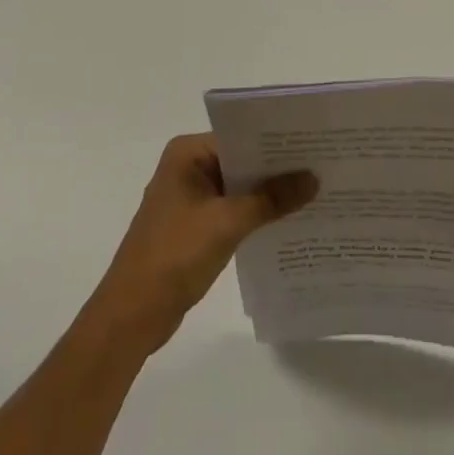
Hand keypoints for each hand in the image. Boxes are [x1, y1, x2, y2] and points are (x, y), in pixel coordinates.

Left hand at [86, 134, 316, 355]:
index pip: (241, 137)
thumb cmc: (174, 256)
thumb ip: (271, 199)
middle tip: (322, 168)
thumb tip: (313, 179)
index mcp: (188, 153)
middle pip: (241, 161)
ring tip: (313, 194)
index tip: (314, 146)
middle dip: (277, 170)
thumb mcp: (227, 223)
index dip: (276, 143)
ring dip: (268, 195)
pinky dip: (255, 216)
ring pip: (239, 187)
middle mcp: (187, 167)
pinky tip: (287, 223)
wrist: (131, 318)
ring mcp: (190, 198)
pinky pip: (232, 210)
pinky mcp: (194, 227)